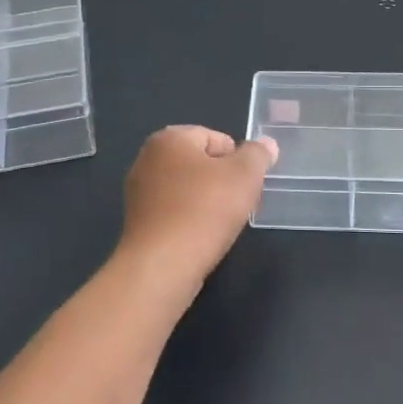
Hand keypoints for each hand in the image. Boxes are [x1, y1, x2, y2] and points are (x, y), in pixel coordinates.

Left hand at [115, 126, 277, 289]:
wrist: (162, 266)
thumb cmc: (204, 210)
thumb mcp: (245, 176)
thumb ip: (258, 155)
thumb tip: (266, 144)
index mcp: (169, 138)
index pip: (215, 137)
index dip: (237, 159)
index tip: (246, 184)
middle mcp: (147, 158)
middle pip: (199, 162)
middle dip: (222, 180)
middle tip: (238, 204)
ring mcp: (138, 191)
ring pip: (186, 189)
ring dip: (206, 202)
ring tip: (221, 224)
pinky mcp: (137, 222)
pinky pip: (173, 211)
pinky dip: (189, 220)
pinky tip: (201, 237)